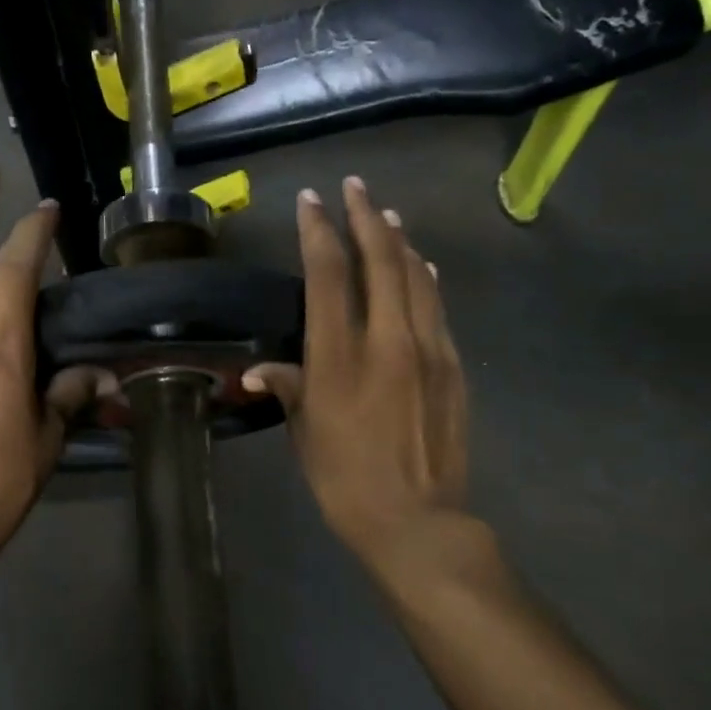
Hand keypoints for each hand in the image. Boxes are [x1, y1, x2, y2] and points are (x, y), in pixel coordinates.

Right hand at [244, 177, 470, 576]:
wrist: (418, 522)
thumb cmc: (345, 481)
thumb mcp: (305, 433)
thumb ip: (288, 387)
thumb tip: (258, 368)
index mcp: (340, 357)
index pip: (329, 275)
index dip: (319, 231)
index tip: (311, 201)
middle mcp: (388, 341)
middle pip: (380, 260)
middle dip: (364, 217)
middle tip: (354, 187)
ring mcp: (428, 350)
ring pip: (416, 276)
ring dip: (399, 240)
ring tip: (386, 215)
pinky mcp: (453, 366)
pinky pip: (437, 307)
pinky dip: (425, 278)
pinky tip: (421, 266)